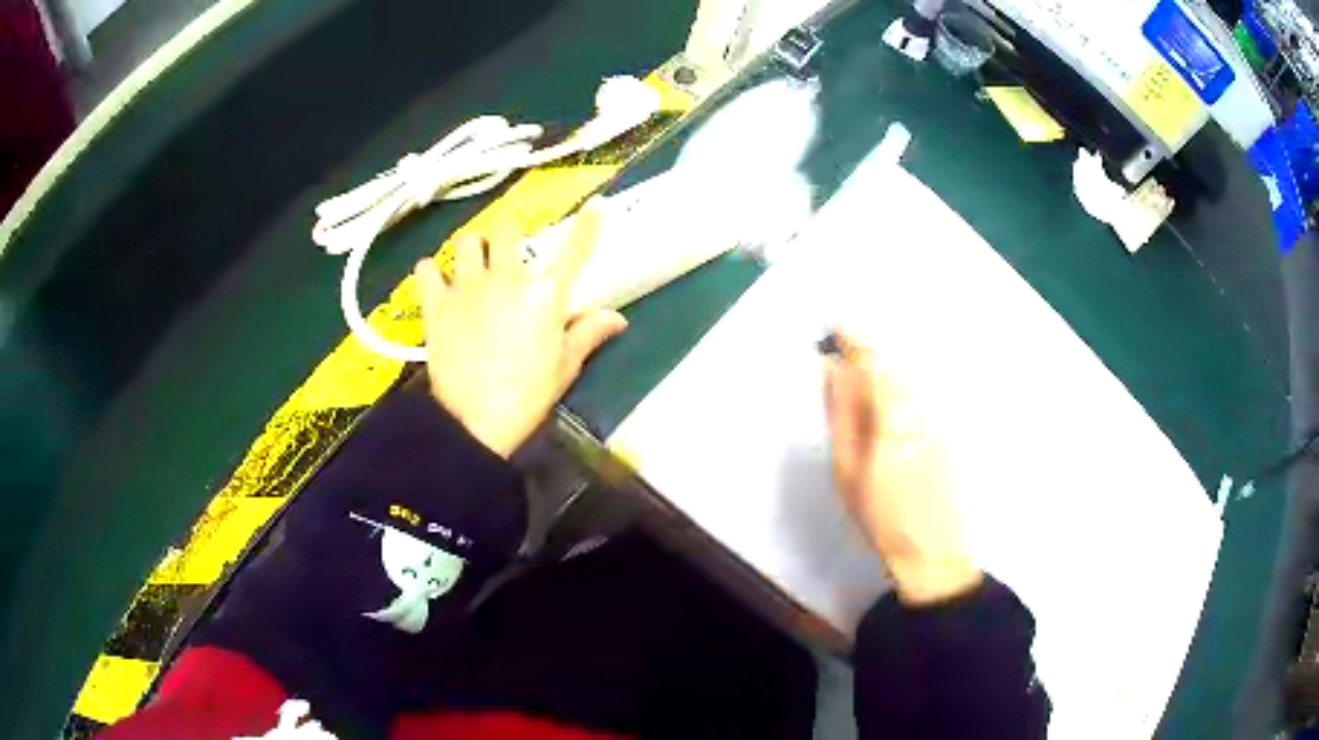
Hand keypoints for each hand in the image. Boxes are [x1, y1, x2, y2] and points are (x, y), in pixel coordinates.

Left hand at [415, 204, 627, 457]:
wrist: (476, 419)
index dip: (588, 225)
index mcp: (544, 293)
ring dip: (471, 249)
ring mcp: (467, 287)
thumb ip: (589, 333)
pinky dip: (430, 273)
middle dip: (509, 235)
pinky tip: (436, 284)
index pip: (573, 250)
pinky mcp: (436, 303)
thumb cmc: (527, 394)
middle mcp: (506, 278)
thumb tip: (617, 318)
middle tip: (507, 254)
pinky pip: (426, 269)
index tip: (595, 205)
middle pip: (507, 228)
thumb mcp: (565, 366)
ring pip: (466, 240)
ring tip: (471, 267)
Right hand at [823, 332, 981, 604]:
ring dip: (886, 375)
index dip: (852, 338)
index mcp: (892, 414)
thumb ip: (841, 413)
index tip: (834, 331)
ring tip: (869, 403)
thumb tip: (832, 369)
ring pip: (909, 377)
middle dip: (868, 359)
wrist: (935, 548)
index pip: (872, 359)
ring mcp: (941, 414)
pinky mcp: (952, 425)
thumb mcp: (846, 470)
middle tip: (846, 373)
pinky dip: (904, 393)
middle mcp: (922, 405)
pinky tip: (895, 423)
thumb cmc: (882, 515)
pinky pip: (923, 394)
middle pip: (893, 363)